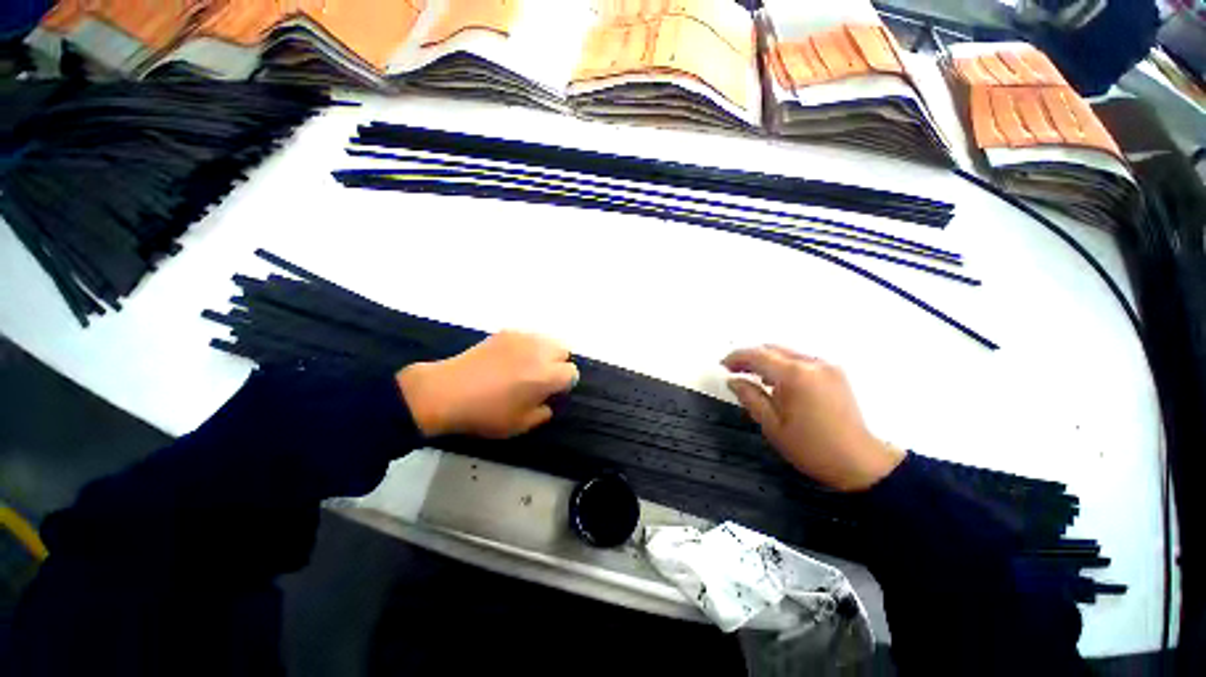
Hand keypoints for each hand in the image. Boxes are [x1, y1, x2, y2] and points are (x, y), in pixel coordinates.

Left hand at [396, 331, 578, 437]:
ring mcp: (522, 338)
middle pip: (563, 351)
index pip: (572, 373)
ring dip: (544, 353)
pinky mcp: (506, 332)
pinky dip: (527, 346)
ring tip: (526, 366)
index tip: (550, 393)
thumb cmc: (486, 413)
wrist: (446, 391)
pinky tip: (509, 358)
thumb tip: (547, 402)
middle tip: (540, 378)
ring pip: (547, 340)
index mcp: (547, 375)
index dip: (563, 385)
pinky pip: (528, 336)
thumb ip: (543, 413)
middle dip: (558, 364)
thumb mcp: (520, 425)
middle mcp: (540, 351)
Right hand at [722, 345, 903, 491]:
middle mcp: (812, 363)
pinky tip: (778, 383)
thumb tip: (733, 380)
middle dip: (751, 356)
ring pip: (787, 353)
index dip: (737, 357)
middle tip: (735, 371)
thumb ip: (750, 398)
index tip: (723, 365)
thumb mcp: (772, 426)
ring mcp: (827, 366)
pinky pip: (802, 360)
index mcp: (795, 376)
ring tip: (753, 377)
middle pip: (773, 348)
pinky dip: (784, 365)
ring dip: (767, 360)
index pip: (758, 355)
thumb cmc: (811, 448)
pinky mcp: (836, 373)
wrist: (861, 463)